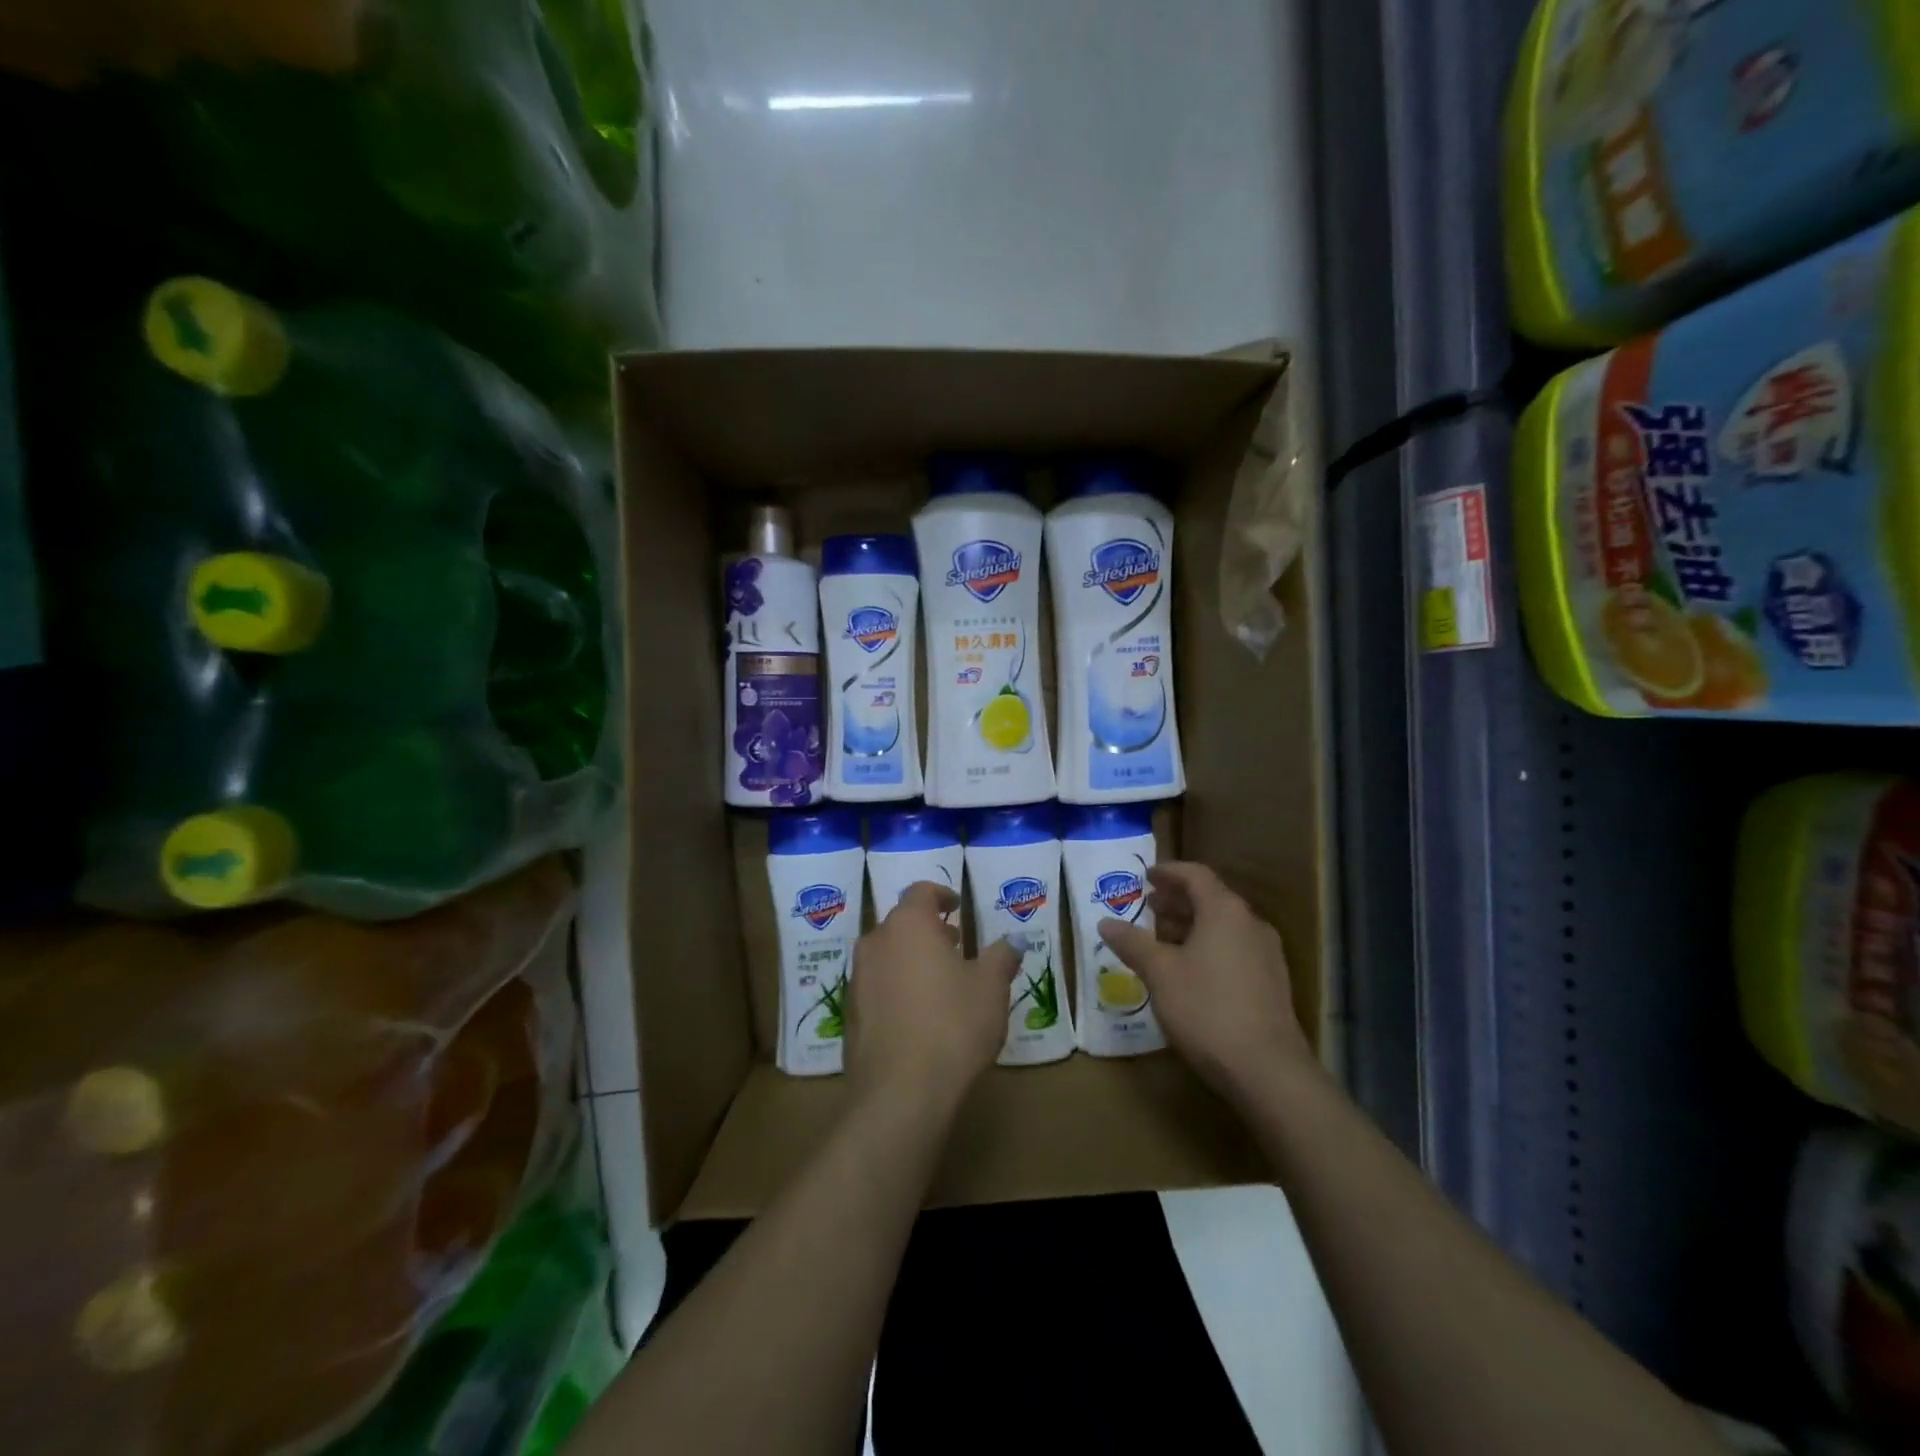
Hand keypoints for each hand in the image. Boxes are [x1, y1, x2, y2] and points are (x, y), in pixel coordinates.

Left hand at [846, 882, 1019, 1113]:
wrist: (900, 1092)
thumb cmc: (953, 1025)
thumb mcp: (991, 988)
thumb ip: (1001, 957)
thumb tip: (1013, 941)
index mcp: (908, 924)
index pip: (921, 892)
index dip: (941, 895)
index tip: (957, 906)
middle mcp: (876, 942)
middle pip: (901, 923)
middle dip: (927, 929)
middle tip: (954, 945)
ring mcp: (857, 978)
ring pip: (886, 954)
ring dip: (911, 958)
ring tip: (940, 981)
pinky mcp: (850, 1013)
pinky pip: (876, 986)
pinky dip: (896, 987)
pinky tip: (919, 1015)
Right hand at [1097, 862, 1310, 1102]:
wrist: (1267, 1069)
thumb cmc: (1206, 1008)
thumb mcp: (1159, 973)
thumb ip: (1132, 943)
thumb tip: (1105, 923)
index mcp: (1224, 911)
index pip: (1195, 875)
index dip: (1168, 872)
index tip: (1146, 876)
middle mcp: (1250, 923)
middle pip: (1211, 899)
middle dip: (1177, 900)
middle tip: (1148, 907)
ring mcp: (1266, 954)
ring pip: (1223, 926)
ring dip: (1192, 925)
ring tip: (1163, 940)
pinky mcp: (1272, 982)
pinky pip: (1234, 949)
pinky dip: (1209, 946)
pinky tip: (1190, 971)